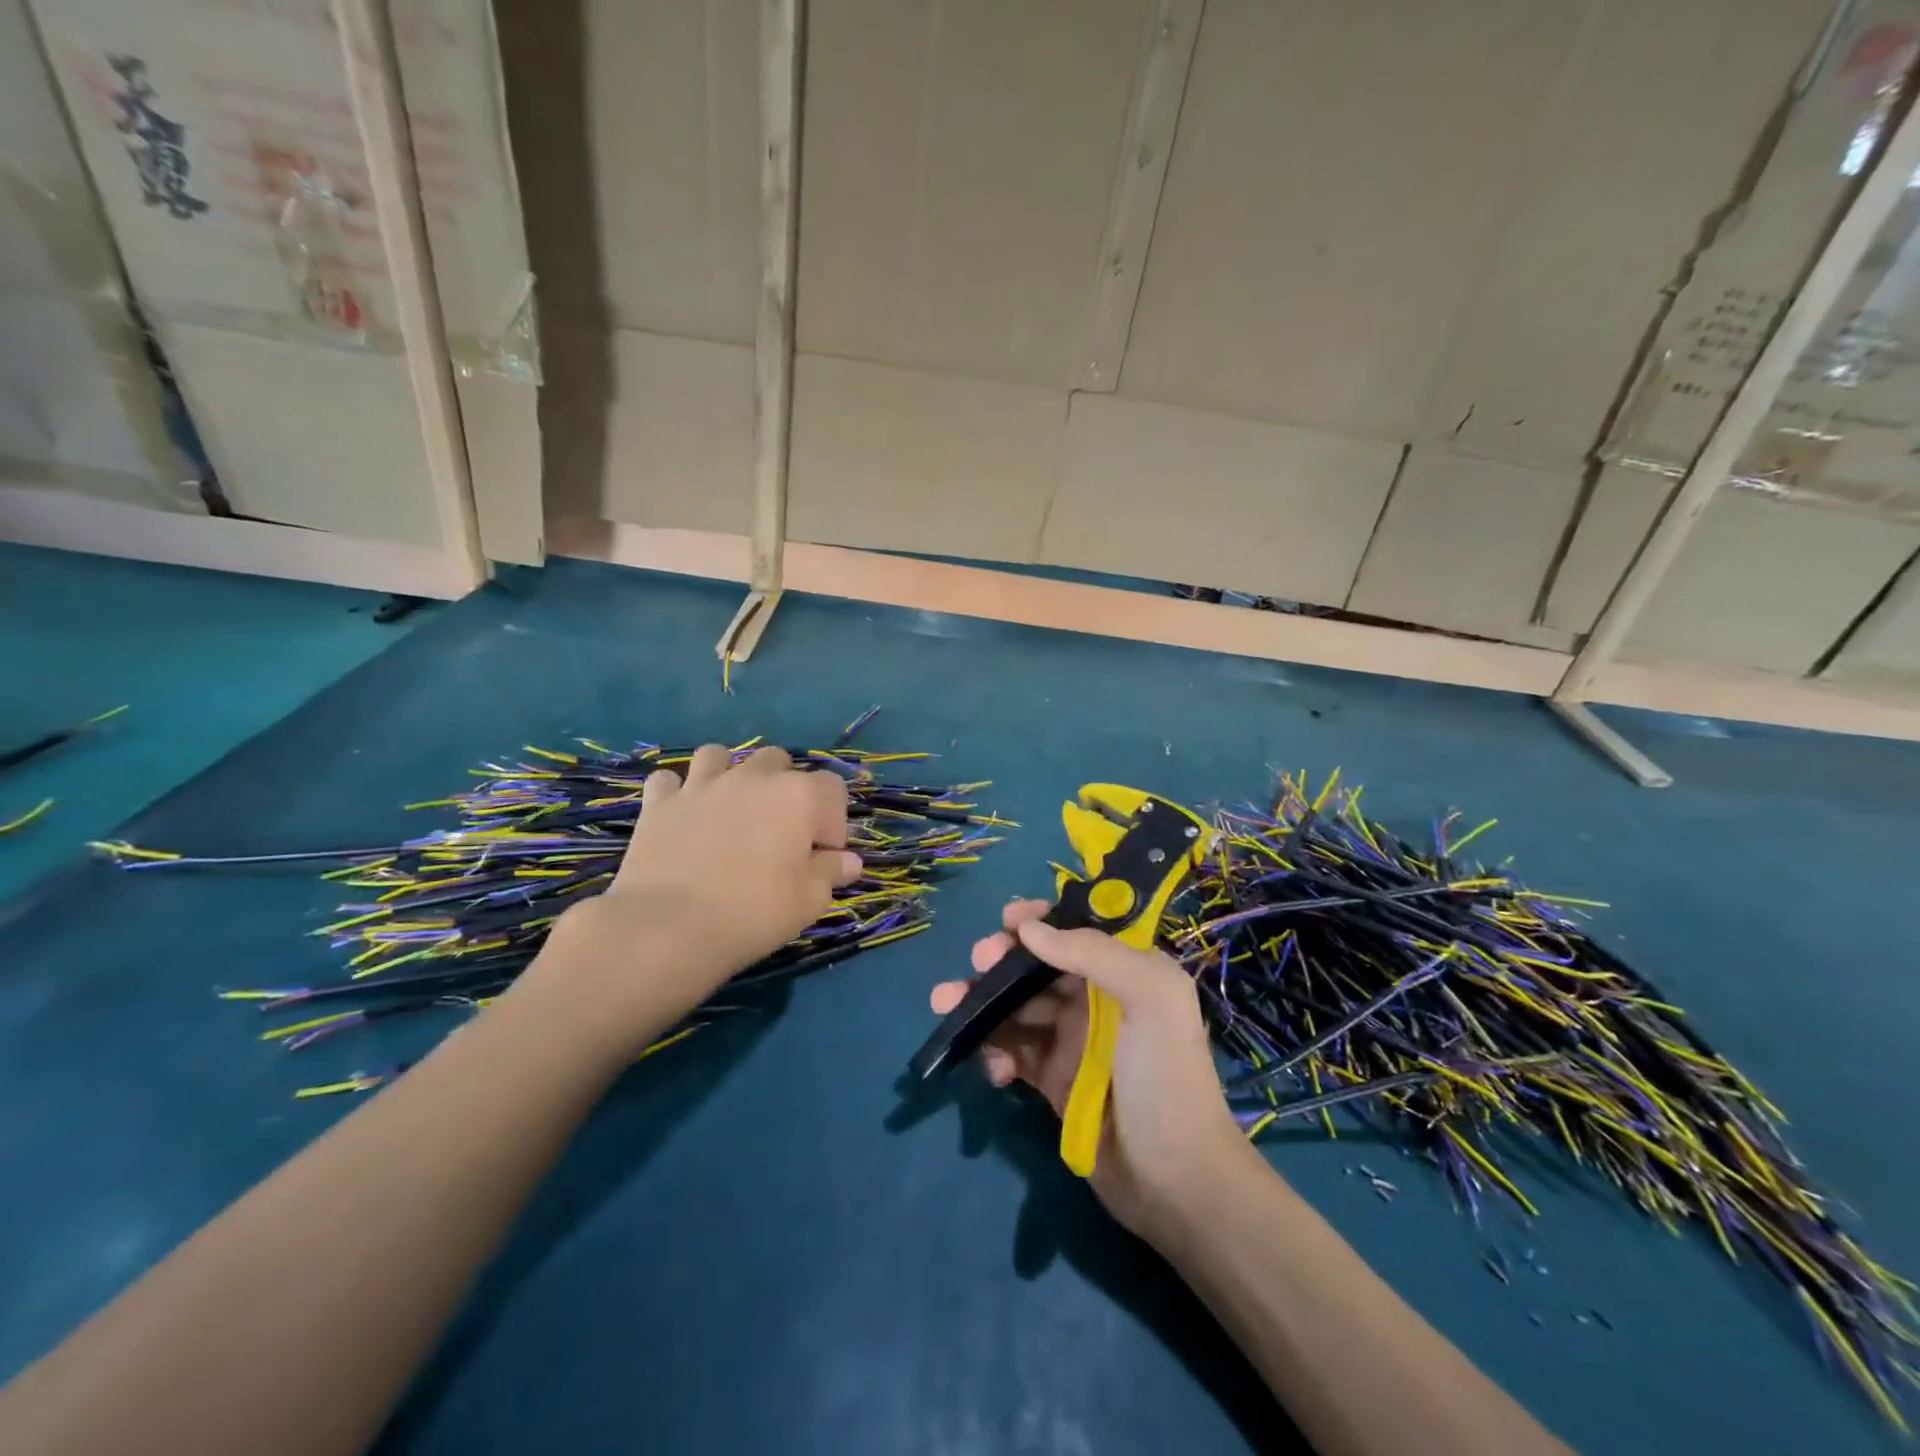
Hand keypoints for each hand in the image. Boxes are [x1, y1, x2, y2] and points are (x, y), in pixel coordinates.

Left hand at [527, 744, 860, 1055]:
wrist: (667, 928)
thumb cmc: (753, 913)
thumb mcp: (808, 901)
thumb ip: (831, 873)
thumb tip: (848, 862)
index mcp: (799, 796)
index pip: (833, 788)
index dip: (833, 822)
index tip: (823, 857)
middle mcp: (753, 777)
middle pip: (779, 762)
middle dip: (785, 790)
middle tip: (779, 833)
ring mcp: (703, 784)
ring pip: (721, 756)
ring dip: (730, 775)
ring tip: (730, 810)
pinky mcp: (660, 802)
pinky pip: (670, 780)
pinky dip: (678, 792)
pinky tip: (683, 816)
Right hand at [930, 900, 1247, 1237]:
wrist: (1174, 1180)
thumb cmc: (1165, 1075)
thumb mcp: (1149, 997)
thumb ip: (1092, 952)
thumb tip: (1027, 928)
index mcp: (1124, 971)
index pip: (1076, 931)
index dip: (1041, 920)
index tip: (1007, 919)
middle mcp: (1096, 999)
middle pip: (1036, 966)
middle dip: (1001, 959)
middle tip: (977, 962)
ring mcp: (1071, 1041)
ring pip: (1016, 1007)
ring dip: (980, 1002)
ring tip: (945, 1004)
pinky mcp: (1052, 1080)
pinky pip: (1012, 1053)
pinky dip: (996, 1054)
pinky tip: (996, 1071)